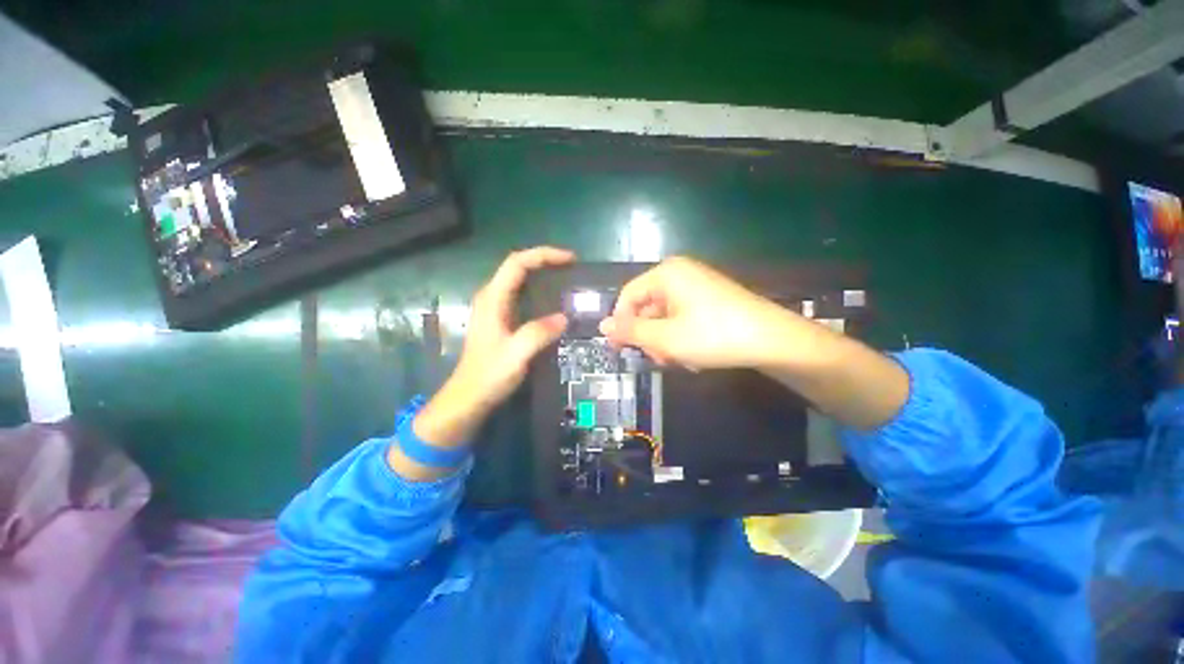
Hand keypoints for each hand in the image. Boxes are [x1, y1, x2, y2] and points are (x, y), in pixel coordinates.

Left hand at [390, 247, 573, 480]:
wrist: (469, 397)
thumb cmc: (489, 375)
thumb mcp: (516, 355)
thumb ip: (539, 333)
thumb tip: (564, 317)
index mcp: (493, 299)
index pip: (518, 263)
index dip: (544, 255)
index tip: (570, 260)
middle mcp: (491, 297)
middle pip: (518, 267)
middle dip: (545, 261)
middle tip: (572, 267)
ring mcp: (495, 308)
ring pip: (519, 280)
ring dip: (542, 274)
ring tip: (567, 279)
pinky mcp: (500, 319)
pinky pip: (521, 295)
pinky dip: (539, 290)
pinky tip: (553, 301)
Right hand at [599, 256, 803, 369]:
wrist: (772, 340)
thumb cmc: (712, 335)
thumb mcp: (665, 337)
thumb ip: (631, 331)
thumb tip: (603, 326)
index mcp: (666, 274)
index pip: (628, 296)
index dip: (620, 322)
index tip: (619, 348)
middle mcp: (679, 273)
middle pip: (647, 306)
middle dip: (649, 336)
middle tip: (659, 359)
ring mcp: (696, 285)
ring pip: (664, 316)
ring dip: (665, 340)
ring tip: (679, 360)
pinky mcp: (709, 298)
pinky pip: (682, 317)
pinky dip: (681, 336)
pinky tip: (693, 354)